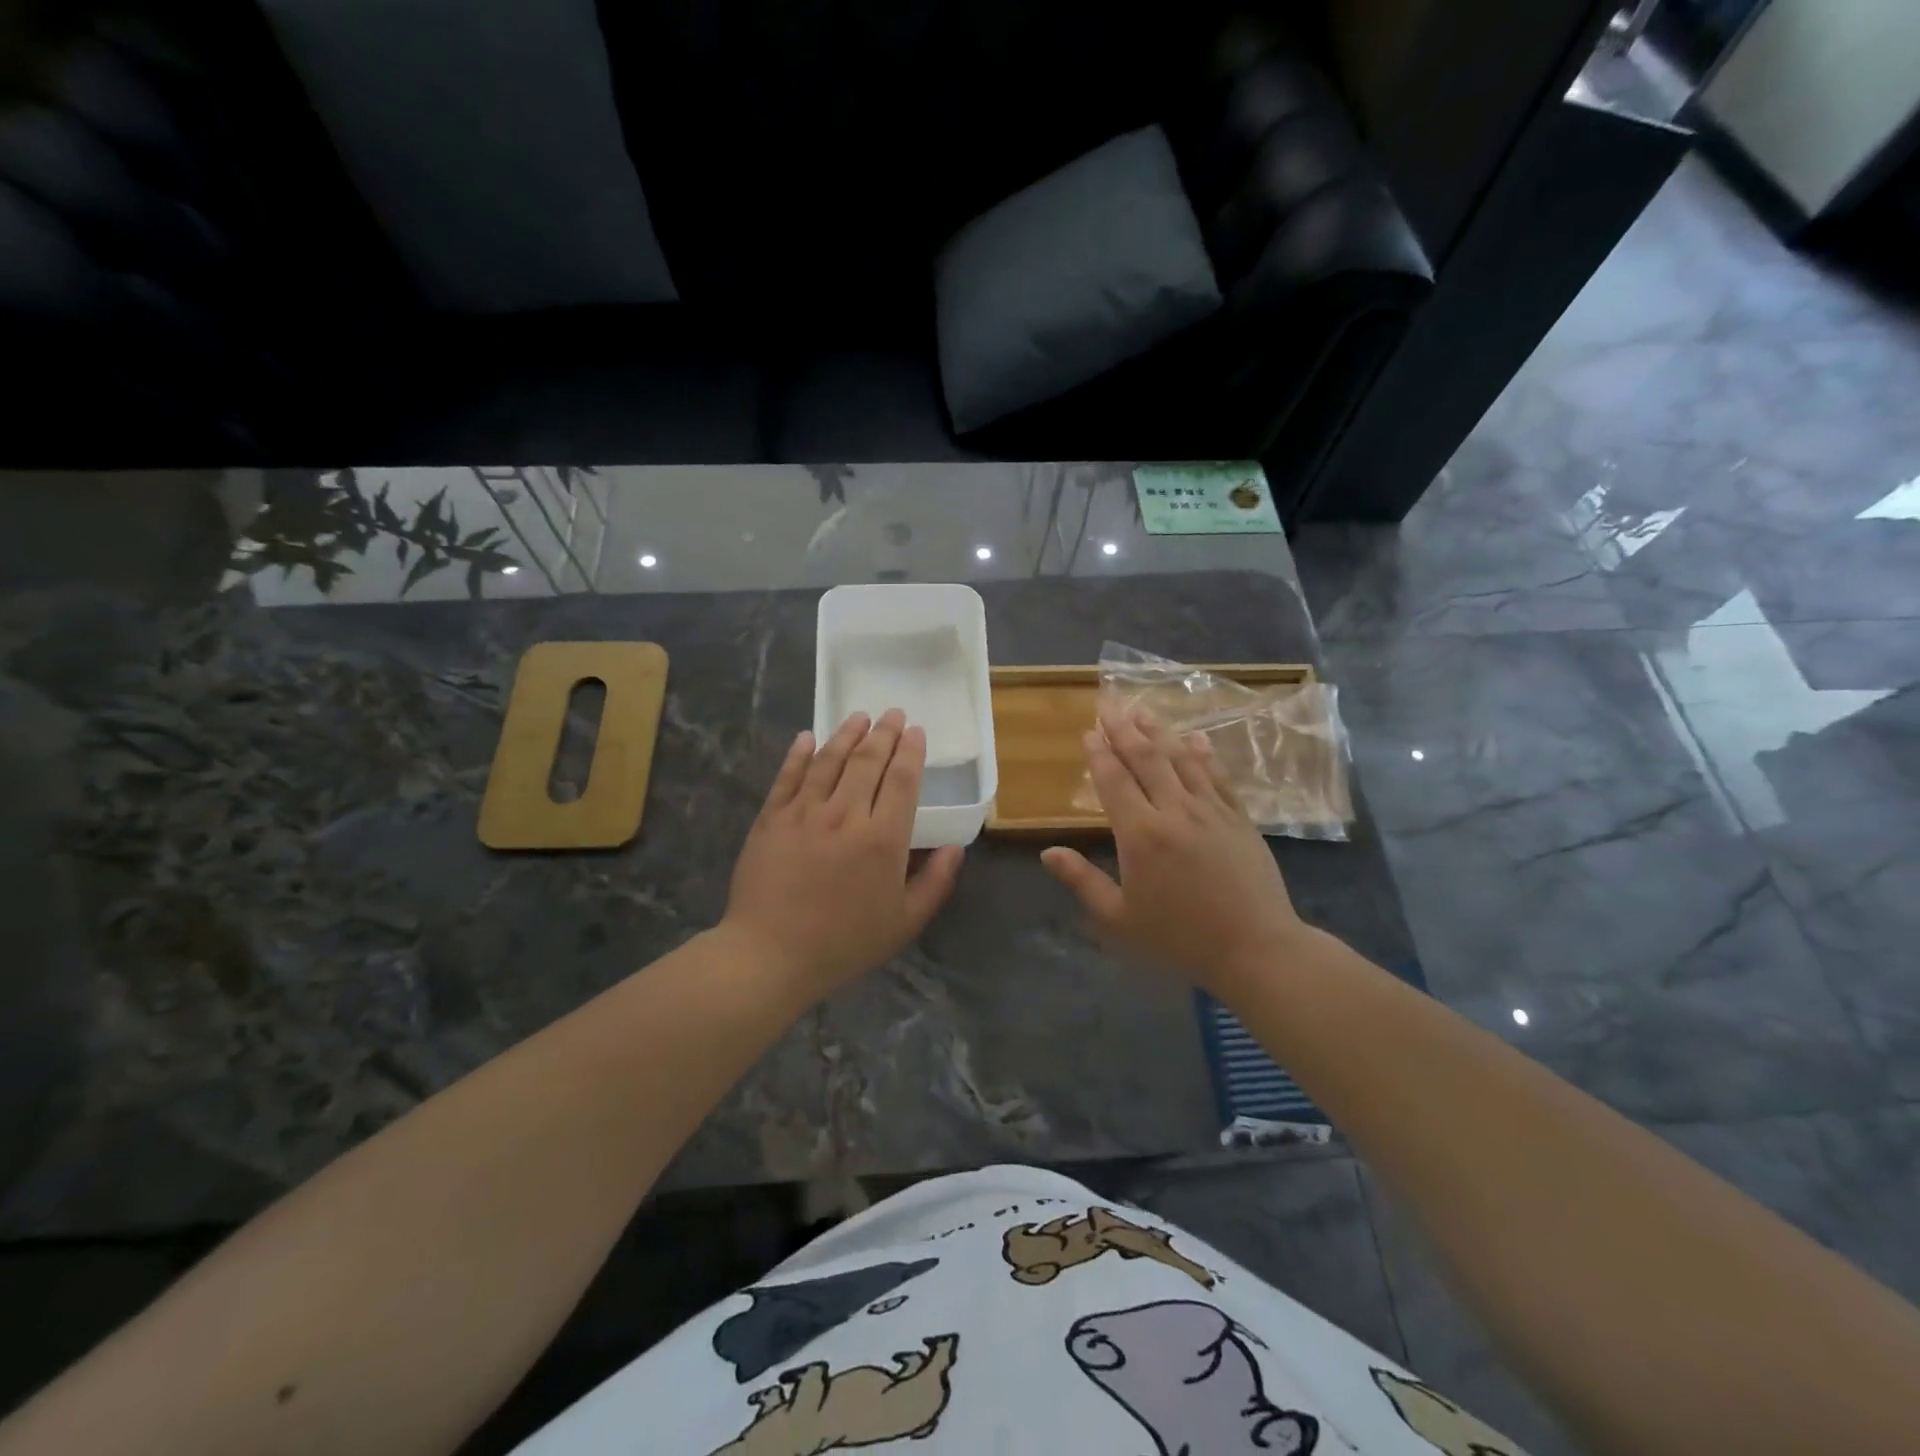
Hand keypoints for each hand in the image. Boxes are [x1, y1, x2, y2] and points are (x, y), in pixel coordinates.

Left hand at [722, 709, 963, 1000]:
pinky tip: (808, 737)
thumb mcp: (904, 923)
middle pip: (867, 761)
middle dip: (884, 733)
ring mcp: (804, 813)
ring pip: (829, 761)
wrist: (770, 955)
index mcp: (882, 839)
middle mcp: (845, 815)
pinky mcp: (771, 818)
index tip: (916, 731)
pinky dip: (799, 753)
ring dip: (847, 734)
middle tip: (893, 714)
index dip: (910, 751)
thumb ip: (935, 882)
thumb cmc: (844, 943)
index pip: (901, 780)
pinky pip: (788, 777)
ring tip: (859, 717)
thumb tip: (956, 847)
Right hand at [1041, 707, 1306, 993]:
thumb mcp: (1119, 918)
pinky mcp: (1239, 818)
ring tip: (1143, 711)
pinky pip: (1217, 776)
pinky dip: (1203, 754)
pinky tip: (1195, 738)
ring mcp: (1211, 810)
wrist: (1255, 948)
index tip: (1088, 730)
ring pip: (1181, 760)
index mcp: (1141, 834)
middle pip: (1146, 759)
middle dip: (1124, 730)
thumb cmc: (1179, 938)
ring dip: (1160, 733)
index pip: (1114, 781)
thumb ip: (1082, 880)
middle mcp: (1174, 811)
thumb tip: (1048, 852)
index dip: (1099, 754)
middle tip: (1109, 705)